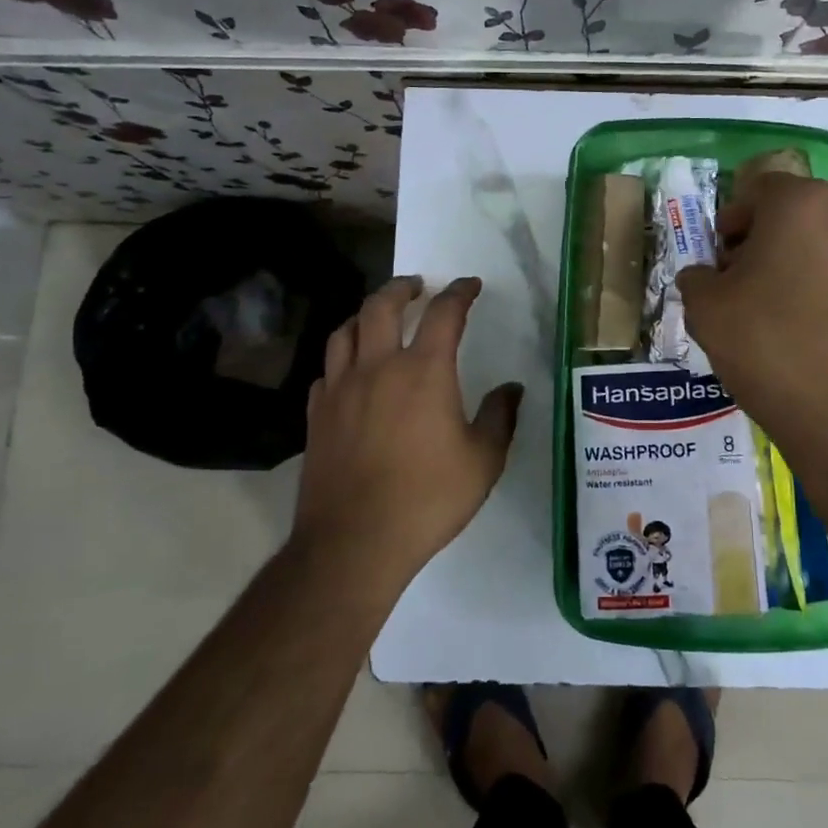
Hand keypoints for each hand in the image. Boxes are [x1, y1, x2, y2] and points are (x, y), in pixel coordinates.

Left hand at [294, 275, 522, 587]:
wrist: (355, 542)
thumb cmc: (428, 498)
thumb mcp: (483, 461)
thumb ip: (500, 417)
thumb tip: (510, 388)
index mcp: (424, 371)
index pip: (444, 314)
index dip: (459, 292)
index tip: (469, 285)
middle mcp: (378, 367)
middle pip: (382, 306)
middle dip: (402, 288)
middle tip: (416, 286)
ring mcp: (340, 389)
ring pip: (346, 331)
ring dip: (366, 314)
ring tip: (378, 316)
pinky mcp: (316, 415)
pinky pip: (327, 370)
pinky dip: (342, 358)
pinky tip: (349, 370)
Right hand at [675, 174, 827, 509]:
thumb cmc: (774, 351)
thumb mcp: (708, 312)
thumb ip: (696, 278)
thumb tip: (705, 277)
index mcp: (803, 204)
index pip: (757, 191)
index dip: (731, 224)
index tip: (721, 266)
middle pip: (797, 215)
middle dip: (766, 244)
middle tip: (746, 291)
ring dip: (802, 267)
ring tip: (786, 319)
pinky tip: (822, 338)